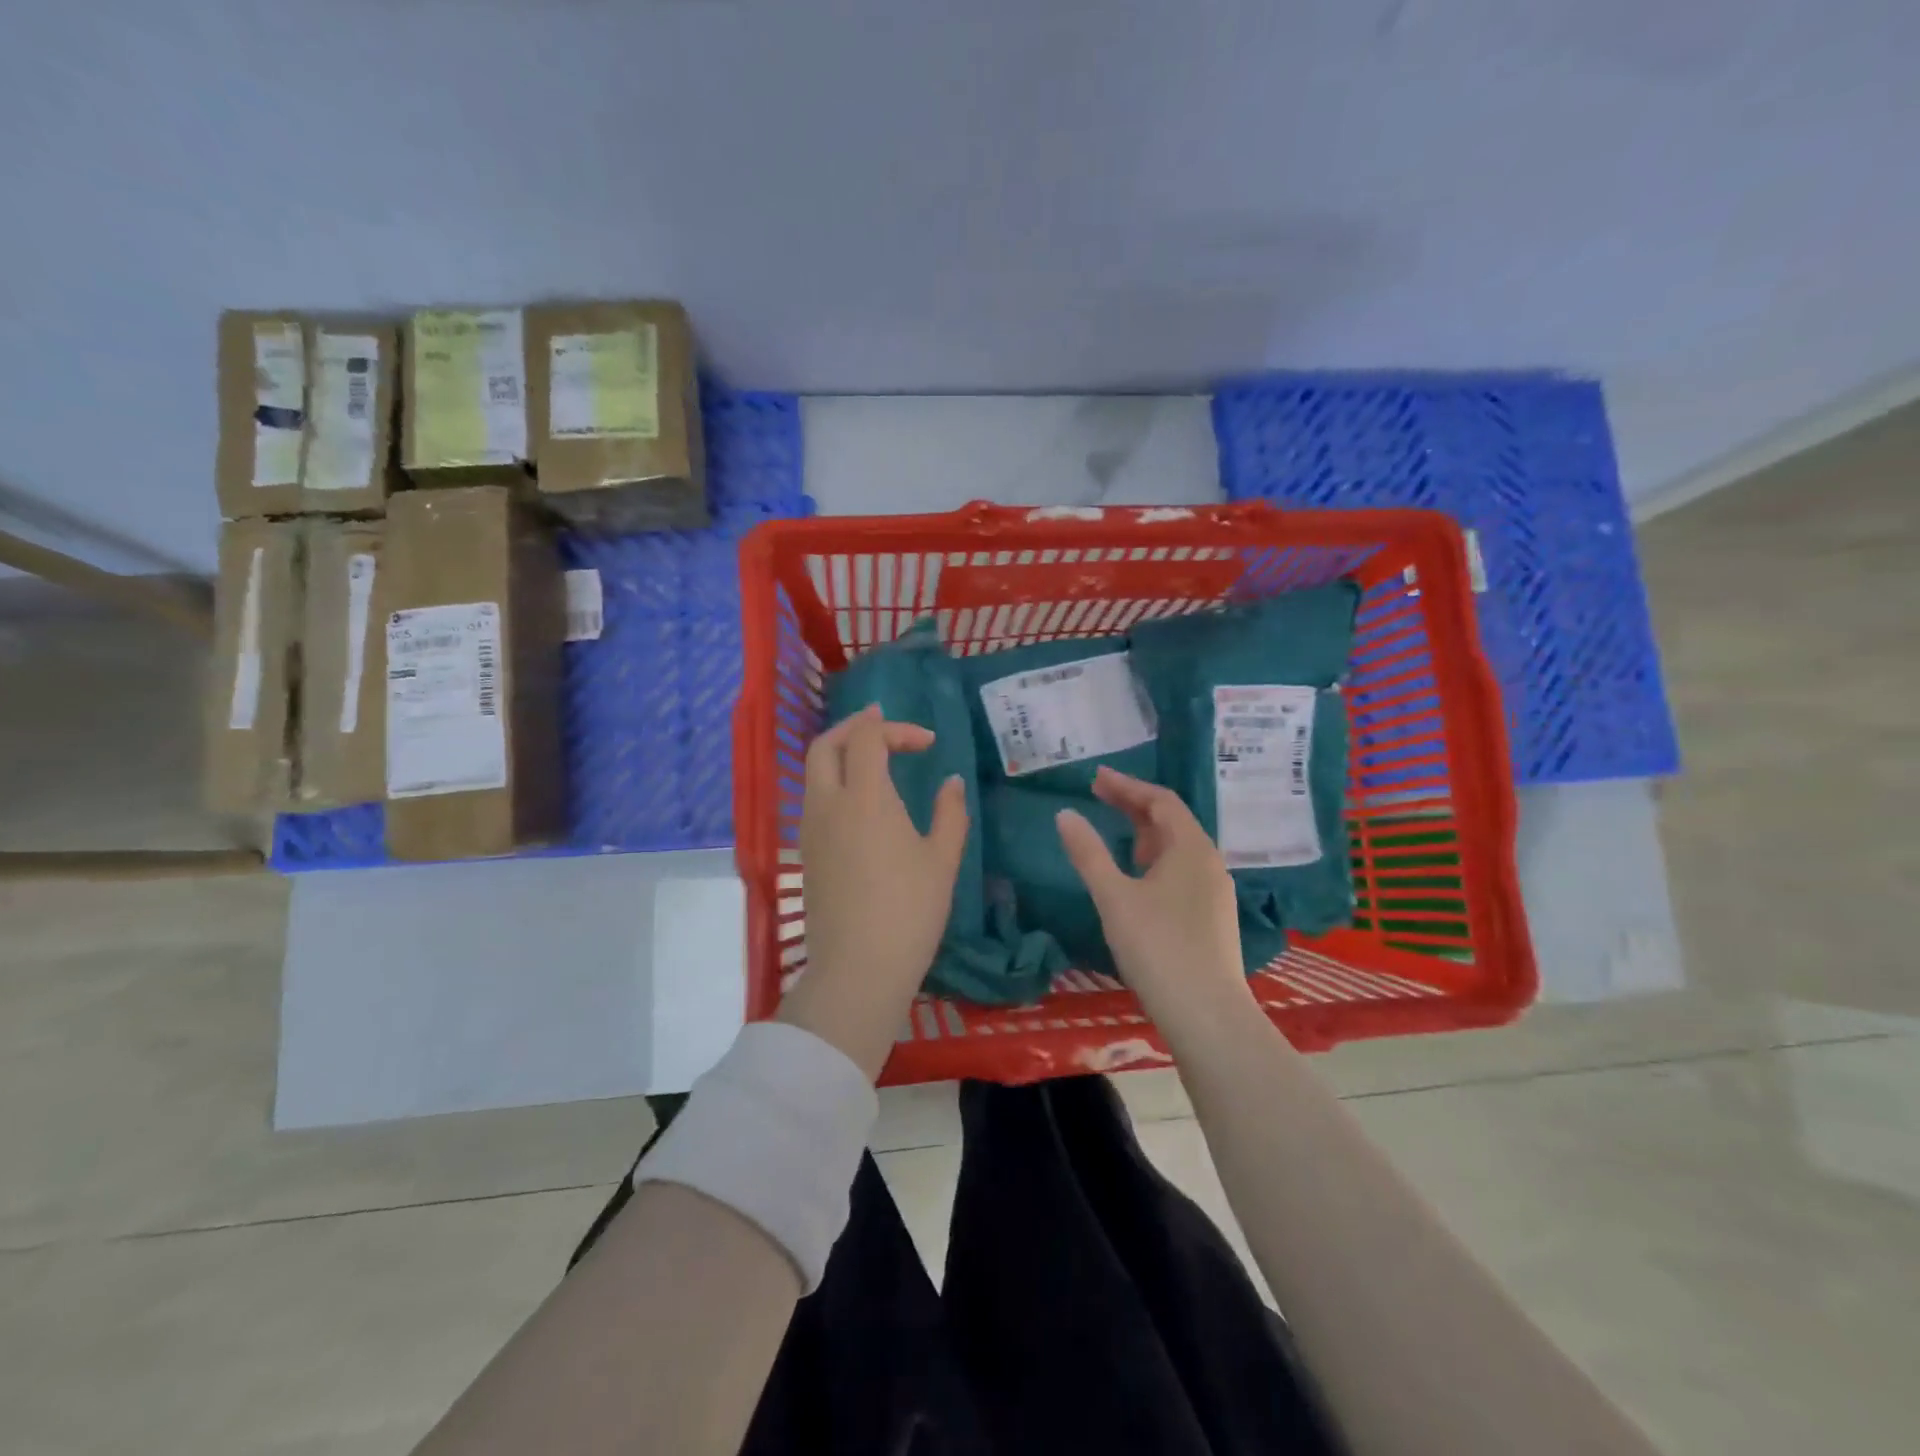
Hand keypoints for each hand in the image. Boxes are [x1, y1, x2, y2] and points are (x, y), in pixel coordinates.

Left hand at [778, 705, 968, 1080]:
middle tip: (884, 727)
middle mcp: (828, 804)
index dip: (896, 729)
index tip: (928, 744)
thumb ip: (950, 812)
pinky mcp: (805, 854)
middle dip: (854, 727)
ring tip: (875, 761)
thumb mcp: (942, 860)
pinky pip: (814, 800)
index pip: (867, 738)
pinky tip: (861, 802)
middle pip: (825, 745)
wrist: (858, 969)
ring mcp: (810, 830)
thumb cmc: (909, 911)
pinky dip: (834, 782)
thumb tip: (951, 782)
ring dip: (841, 755)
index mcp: (864, 798)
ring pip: (814, 773)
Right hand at [1055, 766, 1256, 1032]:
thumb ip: (1088, 853)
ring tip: (1115, 829)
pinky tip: (1138, 877)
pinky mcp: (1212, 917)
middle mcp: (1209, 862)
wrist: (1207, 1015)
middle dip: (1134, 805)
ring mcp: (1214, 891)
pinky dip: (1155, 859)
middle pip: (1171, 821)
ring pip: (1178, 848)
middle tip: (1098, 795)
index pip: (1161, 800)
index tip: (1095, 778)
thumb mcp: (1114, 897)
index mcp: (1191, 848)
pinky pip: (1182, 871)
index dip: (1127, 786)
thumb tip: (1065, 814)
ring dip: (1145, 832)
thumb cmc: (1158, 947)